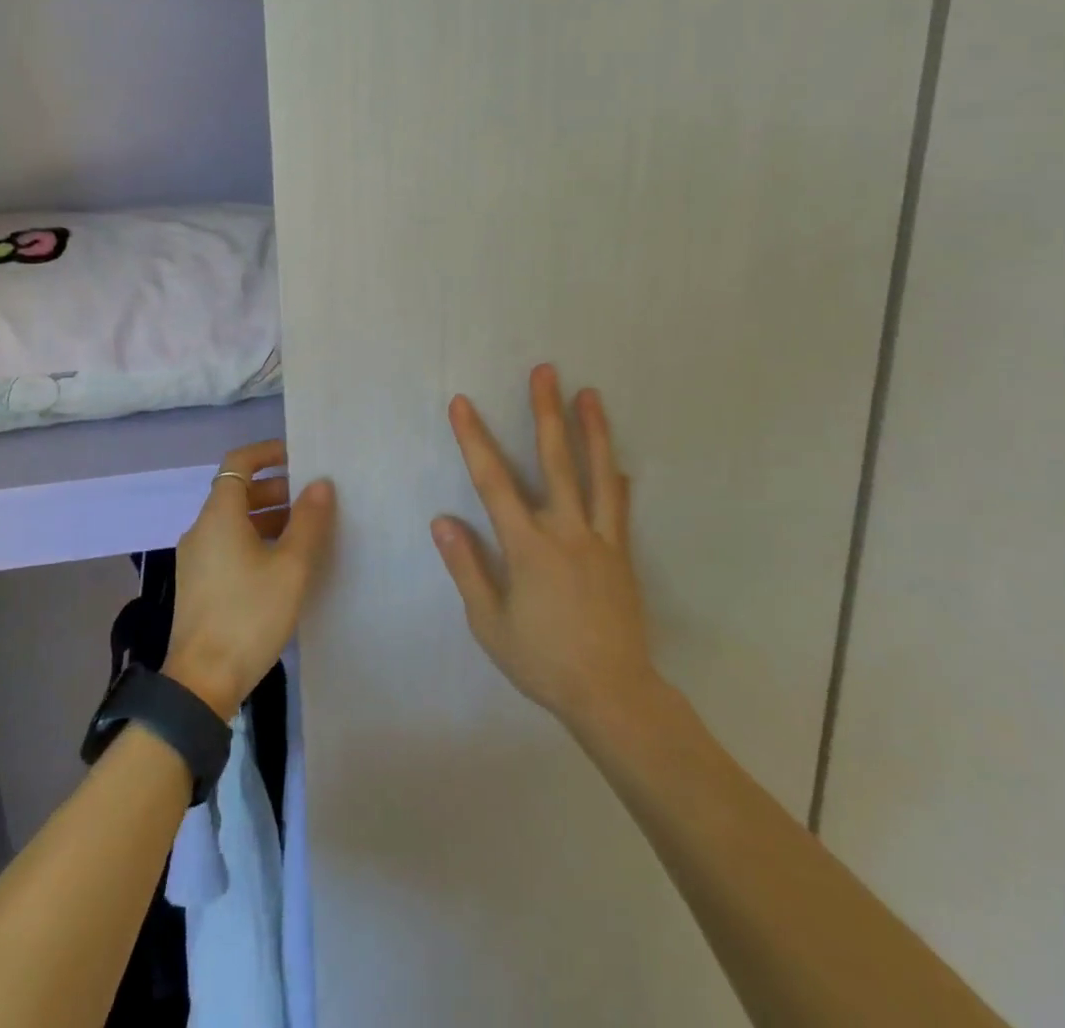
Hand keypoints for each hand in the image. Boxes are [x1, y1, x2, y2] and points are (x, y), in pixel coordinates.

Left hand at [164, 439, 335, 718]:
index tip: (298, 457)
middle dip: (275, 488)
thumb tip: (321, 484)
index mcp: (219, 516)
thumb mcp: (290, 567)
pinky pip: (228, 545)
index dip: (267, 453)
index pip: (238, 463)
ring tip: (305, 531)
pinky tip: (282, 563)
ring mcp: (196, 558)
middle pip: (237, 492)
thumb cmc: (249, 615)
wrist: (202, 681)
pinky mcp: (199, 583)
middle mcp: (202, 529)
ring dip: (267, 516)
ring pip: (234, 521)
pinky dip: (255, 539)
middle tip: (312, 498)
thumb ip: (308, 522)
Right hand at [432, 365, 663, 737]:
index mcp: (528, 546)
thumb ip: (466, 567)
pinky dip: (617, 479)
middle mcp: (566, 531)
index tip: (463, 403)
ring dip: (592, 430)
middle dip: (546, 412)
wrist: (612, 694)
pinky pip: (620, 508)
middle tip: (546, 370)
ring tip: (589, 394)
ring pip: (597, 474)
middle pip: (555, 460)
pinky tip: (620, 464)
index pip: (493, 481)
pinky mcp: (622, 555)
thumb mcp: (489, 622)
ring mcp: (600, 540)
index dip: (475, 439)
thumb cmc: (542, 660)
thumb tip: (443, 520)